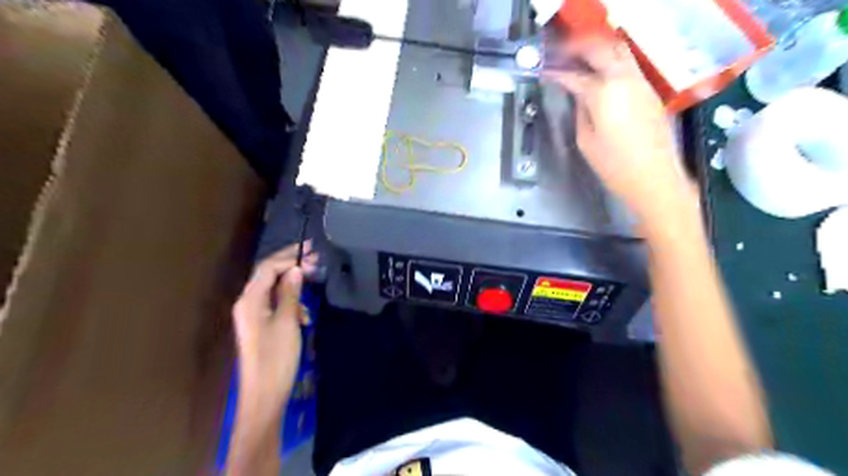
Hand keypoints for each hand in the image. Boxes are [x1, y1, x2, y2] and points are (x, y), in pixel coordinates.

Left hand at [230, 241, 316, 413]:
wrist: (264, 395)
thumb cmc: (277, 357)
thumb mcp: (287, 322)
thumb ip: (290, 293)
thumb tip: (295, 270)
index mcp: (250, 300)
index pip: (268, 268)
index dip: (289, 258)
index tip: (313, 255)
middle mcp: (247, 303)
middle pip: (267, 275)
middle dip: (290, 265)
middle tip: (315, 258)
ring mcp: (252, 315)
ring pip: (272, 289)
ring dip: (292, 284)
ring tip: (313, 285)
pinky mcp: (259, 325)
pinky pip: (274, 303)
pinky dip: (290, 301)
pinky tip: (304, 313)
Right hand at [551, 38, 694, 221]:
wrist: (654, 177)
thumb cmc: (614, 165)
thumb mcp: (586, 140)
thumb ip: (581, 112)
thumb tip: (580, 97)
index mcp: (604, 92)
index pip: (575, 76)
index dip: (558, 73)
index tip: (546, 71)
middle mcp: (625, 79)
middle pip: (601, 49)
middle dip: (579, 48)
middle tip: (562, 54)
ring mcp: (641, 83)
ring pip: (619, 51)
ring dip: (598, 51)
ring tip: (581, 60)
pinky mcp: (650, 91)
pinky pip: (629, 66)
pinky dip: (612, 63)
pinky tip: (601, 75)